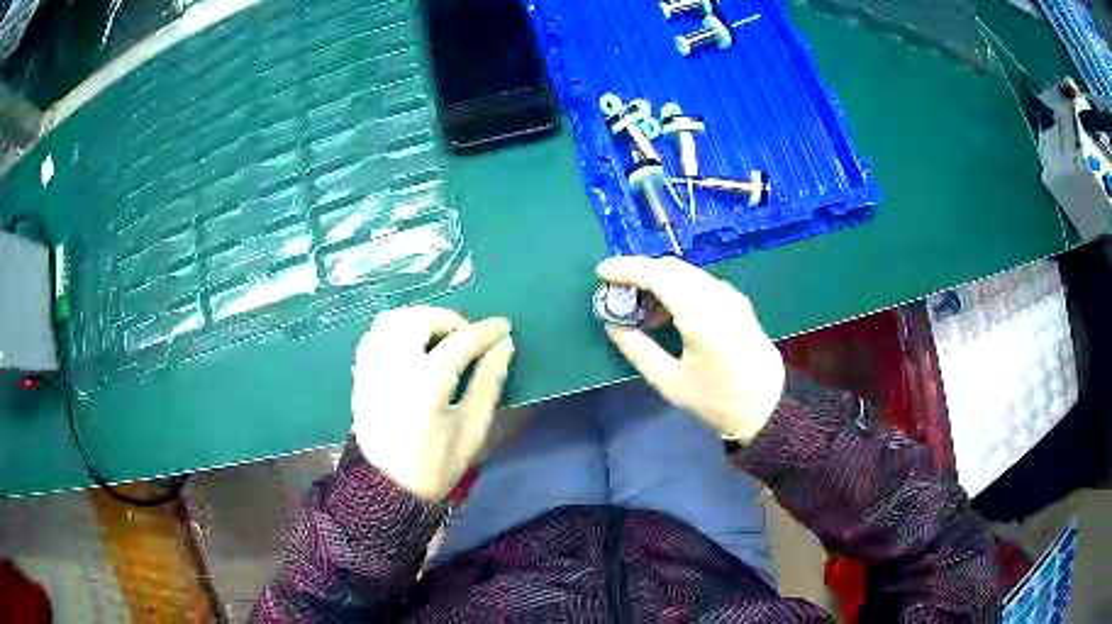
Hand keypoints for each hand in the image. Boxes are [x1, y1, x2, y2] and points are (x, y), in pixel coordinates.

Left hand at [351, 306, 514, 500]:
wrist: (388, 487)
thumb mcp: (472, 428)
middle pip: (420, 319)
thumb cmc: (437, 463)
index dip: (486, 331)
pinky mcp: (360, 373)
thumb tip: (504, 346)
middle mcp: (394, 367)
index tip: (503, 327)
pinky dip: (396, 330)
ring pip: (393, 320)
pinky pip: (375, 334)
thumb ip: (489, 382)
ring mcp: (372, 368)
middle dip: (449, 320)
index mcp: (426, 385)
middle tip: (467, 338)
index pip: (460, 342)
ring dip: (420, 320)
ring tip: (439, 339)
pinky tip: (412, 347)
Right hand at [596, 256, 783, 442]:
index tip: (601, 272)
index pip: (657, 275)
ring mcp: (731, 296)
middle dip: (640, 271)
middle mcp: (717, 296)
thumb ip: (637, 349)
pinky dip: (678, 286)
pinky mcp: (738, 302)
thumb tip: (613, 325)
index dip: (626, 269)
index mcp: (699, 315)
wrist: (768, 406)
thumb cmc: (716, 400)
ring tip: (641, 306)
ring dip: (659, 279)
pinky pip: (701, 282)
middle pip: (671, 267)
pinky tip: (670, 310)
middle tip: (616, 289)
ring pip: (687, 272)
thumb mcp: (670, 382)